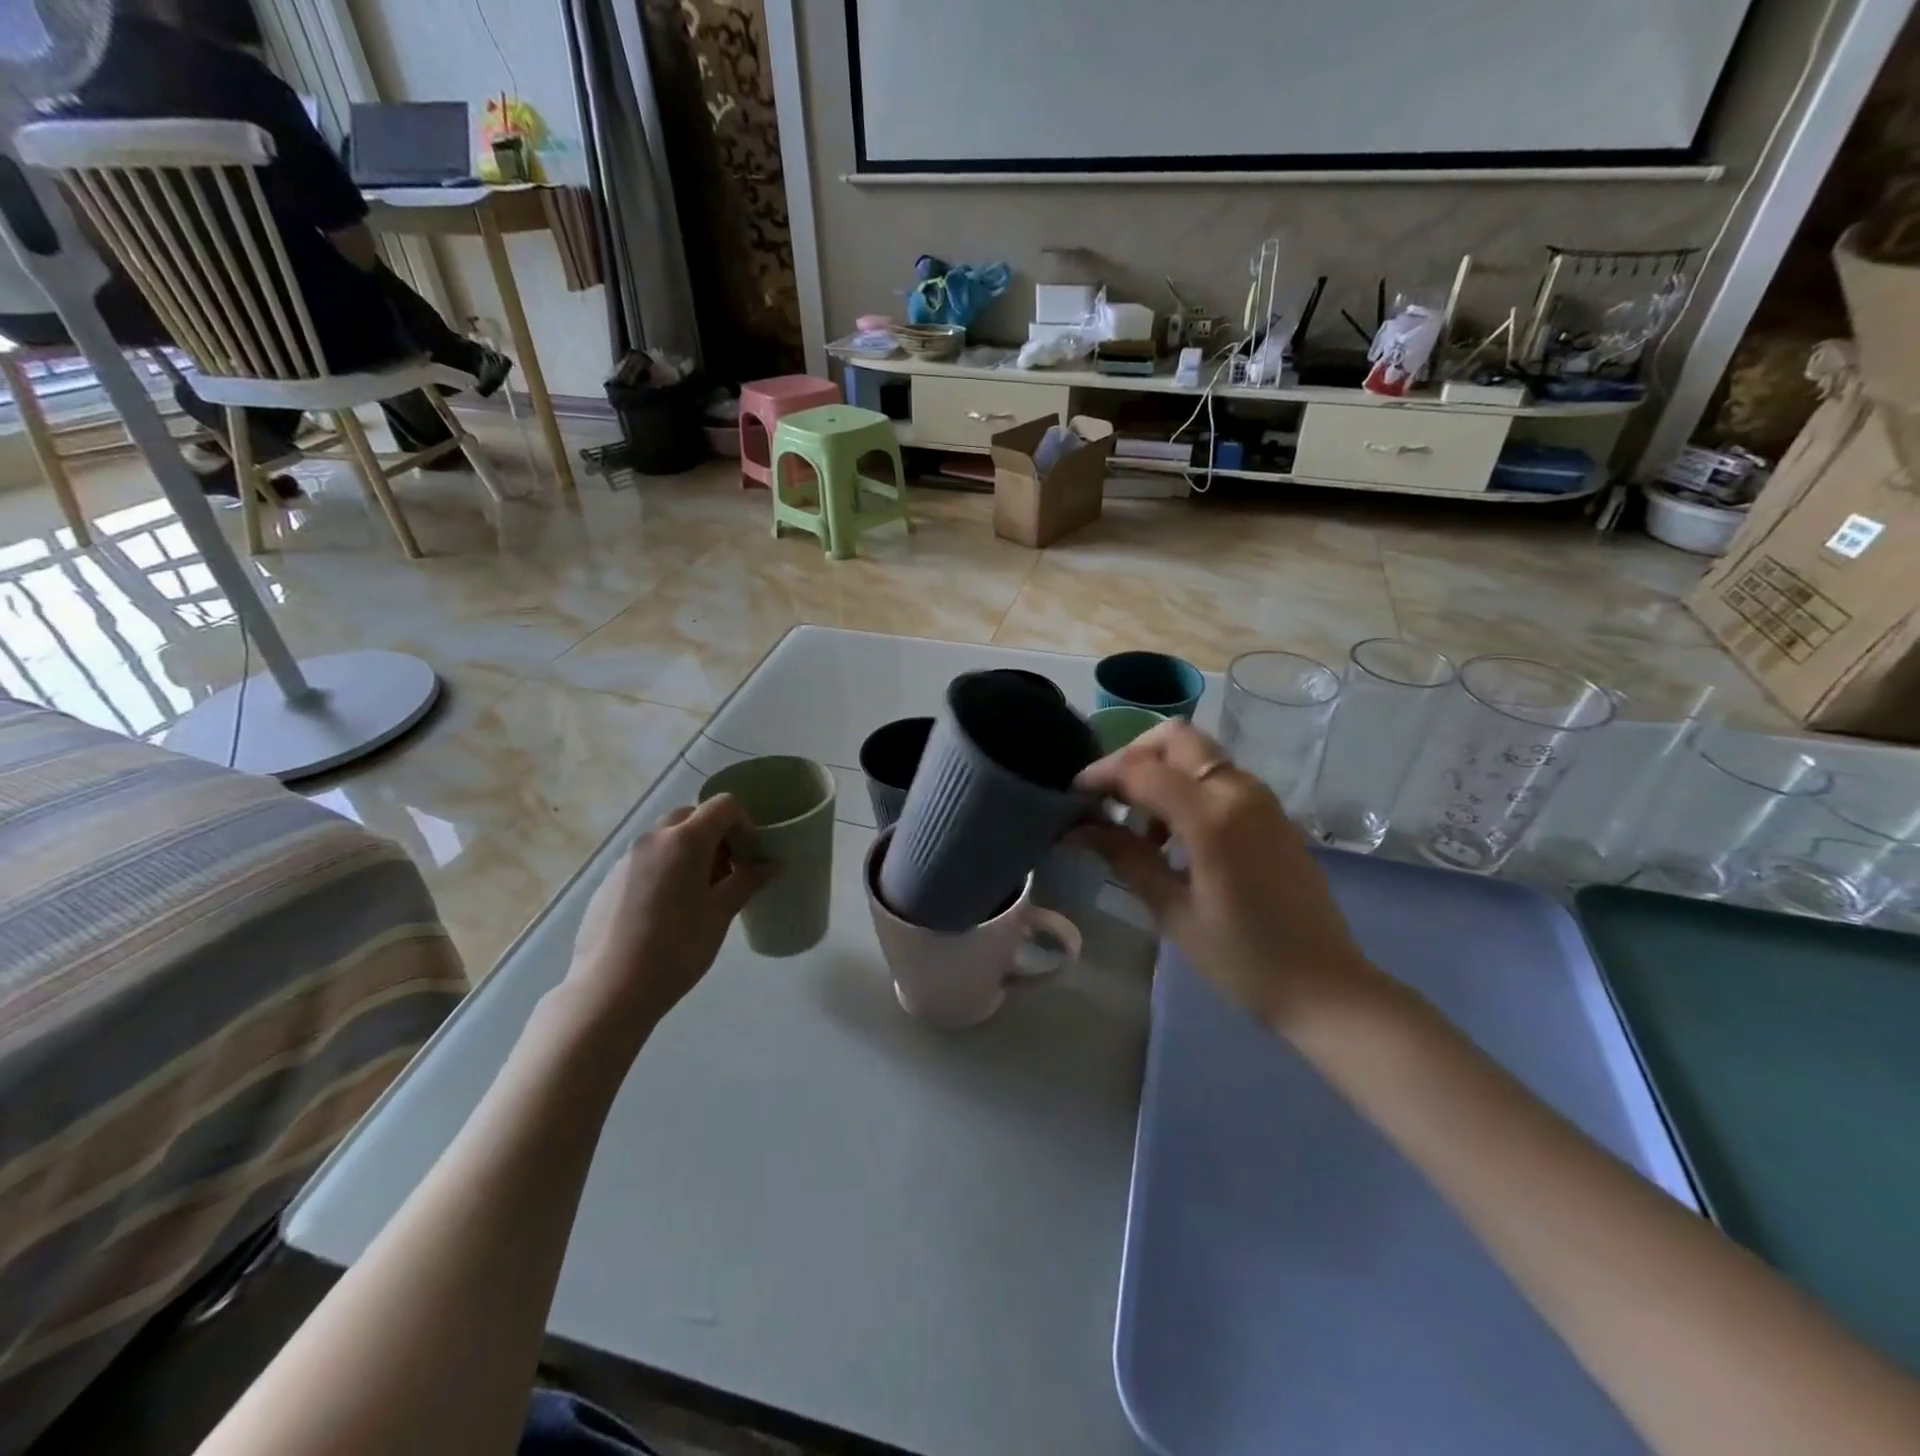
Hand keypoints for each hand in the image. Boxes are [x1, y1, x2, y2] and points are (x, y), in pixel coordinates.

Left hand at [566, 796, 770, 1030]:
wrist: (609, 989)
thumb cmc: (676, 950)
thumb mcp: (720, 916)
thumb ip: (746, 882)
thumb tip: (772, 865)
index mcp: (685, 841)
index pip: (722, 805)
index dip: (743, 821)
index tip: (749, 852)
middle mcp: (654, 839)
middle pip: (692, 816)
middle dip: (715, 835)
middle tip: (726, 872)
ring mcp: (627, 857)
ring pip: (667, 836)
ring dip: (689, 850)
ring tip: (697, 894)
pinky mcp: (610, 878)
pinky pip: (647, 858)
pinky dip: (665, 866)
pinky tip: (666, 909)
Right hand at [1076, 719, 1382, 1036]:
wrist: (1327, 988)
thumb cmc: (1243, 960)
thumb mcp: (1173, 911)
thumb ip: (1125, 857)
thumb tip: (1076, 829)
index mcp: (1212, 816)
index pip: (1140, 769)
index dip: (1099, 776)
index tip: (1072, 798)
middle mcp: (1239, 791)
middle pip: (1175, 737)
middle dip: (1132, 756)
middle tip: (1106, 797)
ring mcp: (1261, 798)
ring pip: (1199, 753)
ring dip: (1160, 771)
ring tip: (1136, 825)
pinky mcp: (1273, 813)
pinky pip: (1219, 777)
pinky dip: (1186, 786)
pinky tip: (1173, 835)